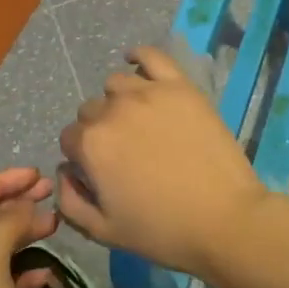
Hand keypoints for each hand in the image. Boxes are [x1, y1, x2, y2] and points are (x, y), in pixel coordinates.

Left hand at [0, 167, 58, 287]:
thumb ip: (5, 226)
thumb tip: (23, 203)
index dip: (2, 182)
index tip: (38, 176)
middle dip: (14, 204)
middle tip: (51, 195)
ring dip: (22, 234)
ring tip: (54, 227)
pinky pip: (3, 284)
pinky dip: (23, 272)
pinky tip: (45, 274)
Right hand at [56, 44, 276, 282]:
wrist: (224, 220)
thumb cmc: (162, 231)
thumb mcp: (103, 231)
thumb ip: (70, 201)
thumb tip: (64, 172)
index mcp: (90, 145)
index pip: (71, 139)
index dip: (83, 157)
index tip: (101, 172)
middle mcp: (112, 111)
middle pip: (91, 111)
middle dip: (100, 130)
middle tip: (125, 152)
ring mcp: (148, 92)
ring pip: (117, 84)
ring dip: (118, 100)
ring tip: (139, 121)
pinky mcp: (180, 86)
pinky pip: (151, 55)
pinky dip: (139, 56)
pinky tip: (137, 64)